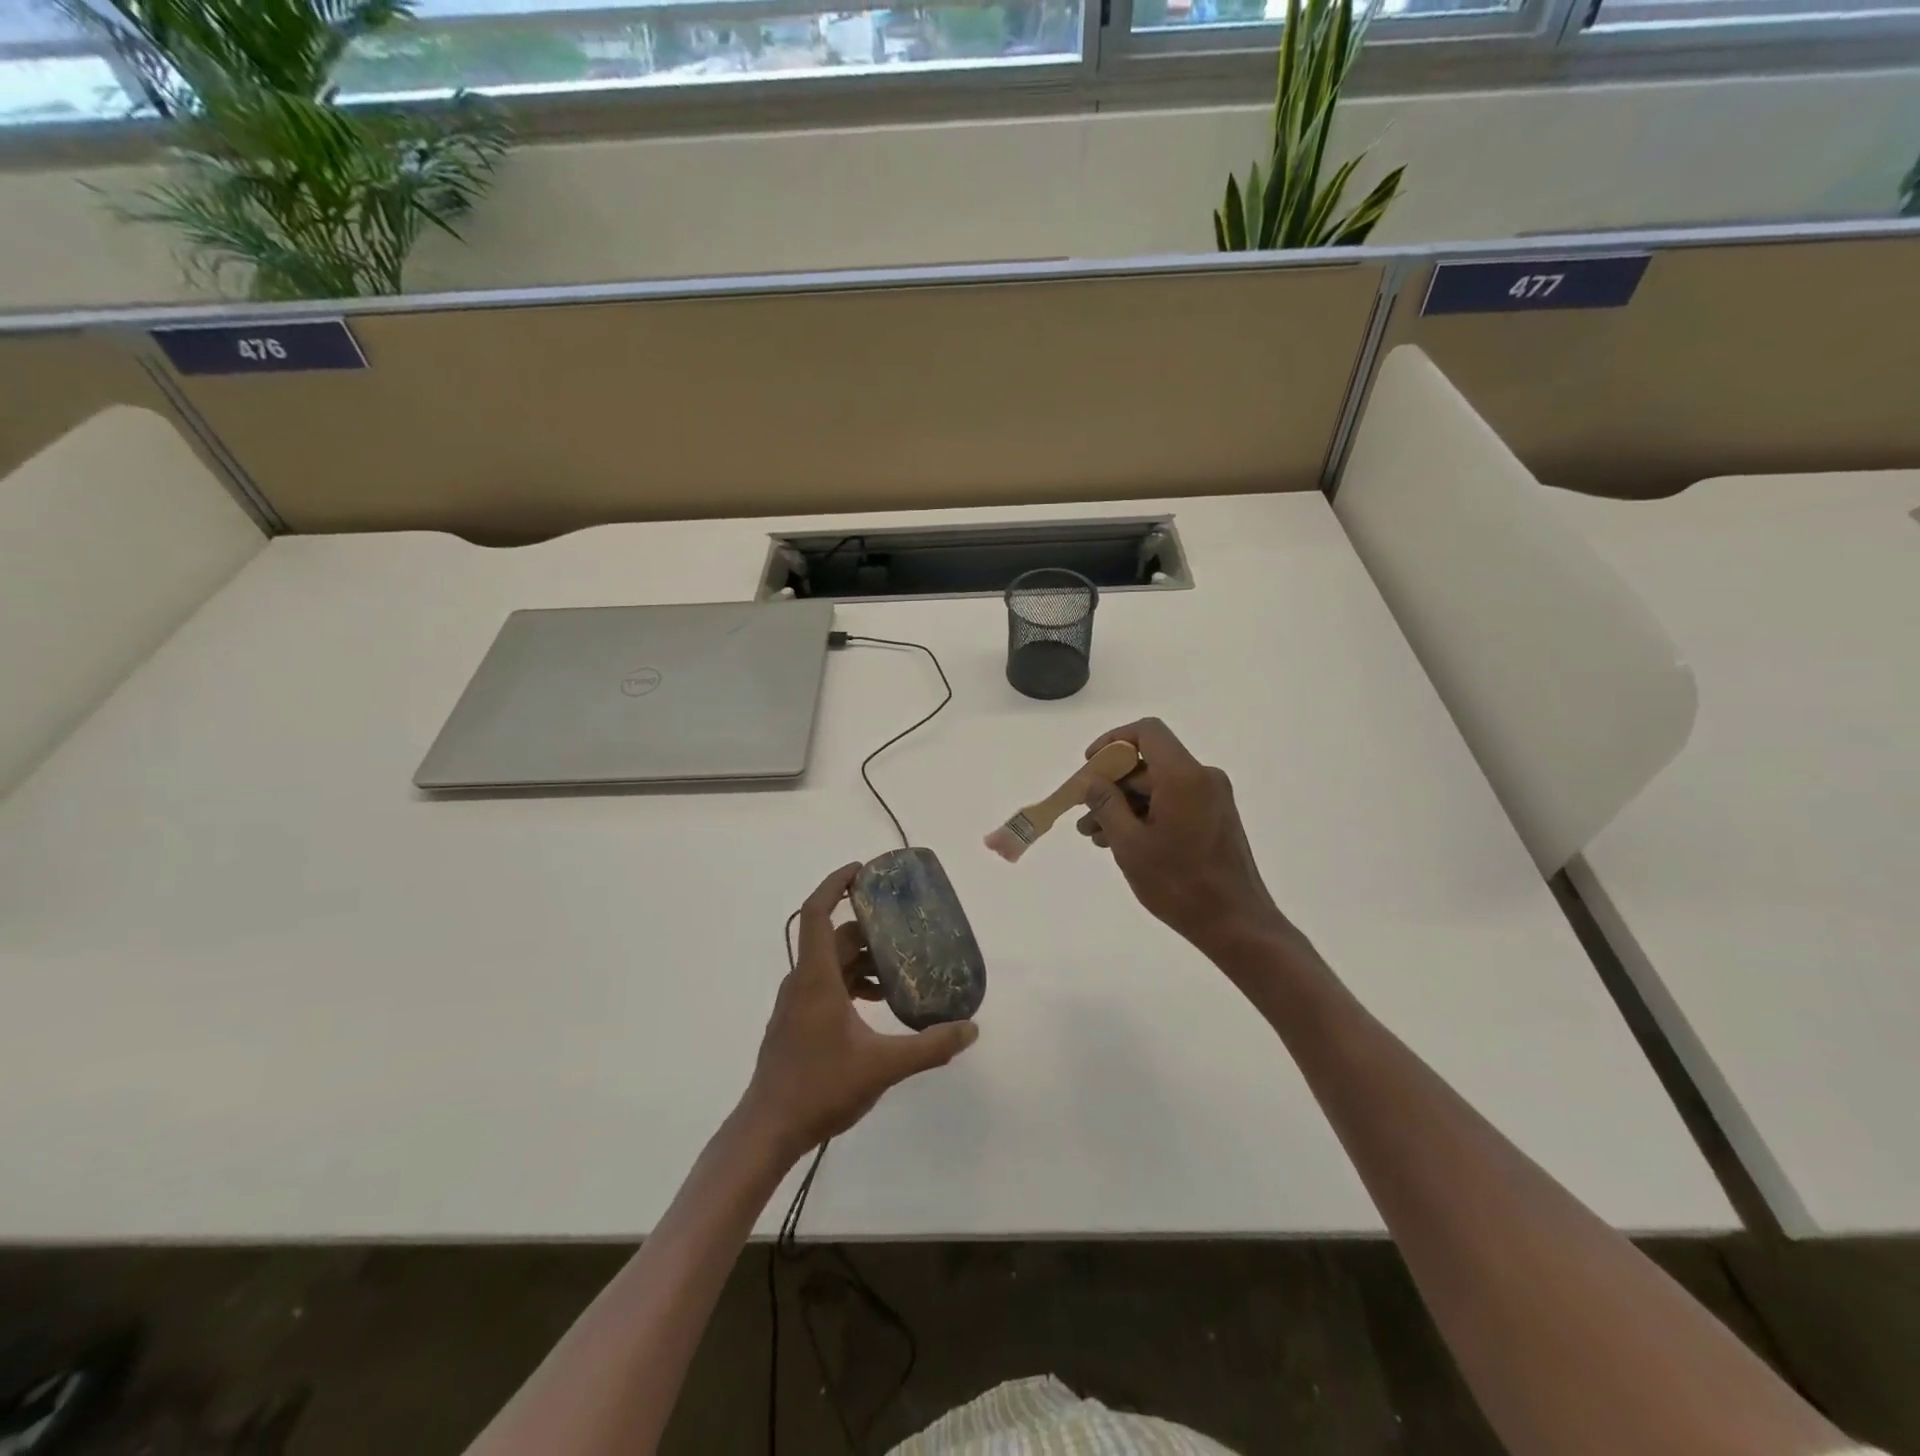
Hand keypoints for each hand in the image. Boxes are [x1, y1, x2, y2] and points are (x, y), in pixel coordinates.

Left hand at [743, 864, 977, 1160]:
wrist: (768, 1130)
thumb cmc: (820, 1088)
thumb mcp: (882, 1067)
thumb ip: (929, 1046)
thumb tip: (970, 1029)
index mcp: (816, 978)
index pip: (816, 913)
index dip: (835, 885)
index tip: (861, 870)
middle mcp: (803, 982)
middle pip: (833, 938)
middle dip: (868, 928)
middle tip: (903, 926)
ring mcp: (797, 1004)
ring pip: (831, 964)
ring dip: (863, 959)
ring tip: (900, 970)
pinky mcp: (797, 1023)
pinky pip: (827, 986)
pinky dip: (853, 983)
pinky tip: (879, 1004)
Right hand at [1076, 719, 1294, 957]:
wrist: (1236, 924)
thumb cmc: (1179, 883)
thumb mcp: (1130, 844)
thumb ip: (1106, 805)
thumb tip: (1093, 781)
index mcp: (1184, 776)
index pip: (1147, 732)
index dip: (1113, 741)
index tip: (1090, 765)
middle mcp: (1202, 778)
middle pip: (1149, 762)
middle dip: (1112, 784)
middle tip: (1084, 813)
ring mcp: (1212, 798)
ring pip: (1158, 786)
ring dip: (1125, 804)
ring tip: (1095, 835)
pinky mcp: (1215, 818)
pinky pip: (1173, 802)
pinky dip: (1146, 814)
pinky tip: (1122, 842)